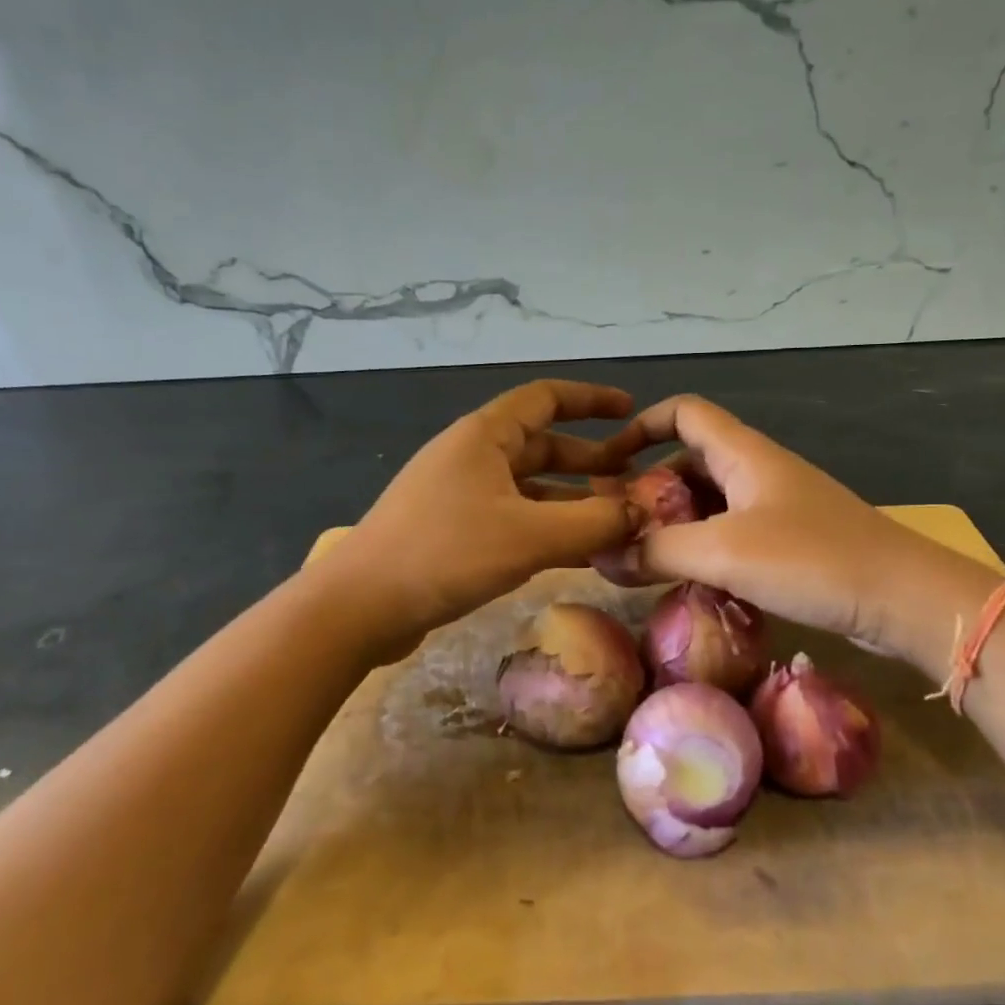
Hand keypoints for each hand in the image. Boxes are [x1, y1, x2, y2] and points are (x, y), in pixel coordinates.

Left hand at [322, 380, 639, 657]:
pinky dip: (548, 528)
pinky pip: (515, 518)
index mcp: (485, 435)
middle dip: (592, 461)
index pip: (546, 398)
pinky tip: (579, 553)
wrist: (360, 607)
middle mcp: (473, 456)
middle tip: (637, 480)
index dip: (592, 400)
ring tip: (618, 521)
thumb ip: (595, 522)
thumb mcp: (531, 535)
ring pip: (531, 488)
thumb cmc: (446, 553)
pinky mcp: (454, 532)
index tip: (632, 411)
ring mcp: (461, 495)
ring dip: (573, 500)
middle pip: (543, 446)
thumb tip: (645, 512)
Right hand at [612, 395, 992, 661]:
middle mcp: (758, 470)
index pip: (683, 412)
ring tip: (644, 559)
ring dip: (675, 525)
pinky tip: (689, 581)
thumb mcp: (723, 552)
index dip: (641, 426)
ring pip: (710, 502)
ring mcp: (777, 506)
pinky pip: (732, 533)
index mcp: (743, 453)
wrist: (904, 597)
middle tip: (619, 529)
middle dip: (650, 489)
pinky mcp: (791, 541)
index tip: (608, 463)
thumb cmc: (812, 559)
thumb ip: (656, 551)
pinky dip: (704, 549)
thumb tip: (599, 558)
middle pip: (690, 461)